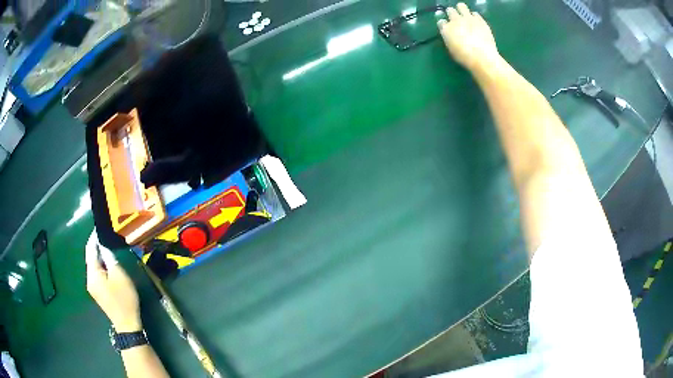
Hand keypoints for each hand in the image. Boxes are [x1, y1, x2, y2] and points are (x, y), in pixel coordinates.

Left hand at [86, 231, 141, 331]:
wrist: (127, 324)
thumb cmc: (124, 299)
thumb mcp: (119, 276)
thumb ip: (110, 258)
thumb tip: (104, 247)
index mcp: (92, 274)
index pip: (90, 250)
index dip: (94, 238)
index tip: (100, 228)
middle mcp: (89, 279)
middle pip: (91, 258)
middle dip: (97, 247)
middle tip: (106, 238)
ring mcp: (93, 288)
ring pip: (94, 267)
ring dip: (100, 258)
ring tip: (109, 250)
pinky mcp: (98, 293)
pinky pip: (97, 275)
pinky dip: (102, 267)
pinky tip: (109, 267)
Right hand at [437, 3, 499, 71]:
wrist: (483, 57)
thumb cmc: (465, 58)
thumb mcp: (452, 50)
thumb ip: (450, 39)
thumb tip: (451, 35)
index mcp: (446, 29)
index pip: (441, 21)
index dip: (444, 24)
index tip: (447, 28)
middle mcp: (455, 20)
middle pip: (450, 10)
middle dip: (452, 14)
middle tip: (456, 20)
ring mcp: (468, 18)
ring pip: (461, 6)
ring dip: (462, 10)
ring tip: (465, 17)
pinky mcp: (480, 20)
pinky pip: (475, 13)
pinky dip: (474, 17)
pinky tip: (476, 23)